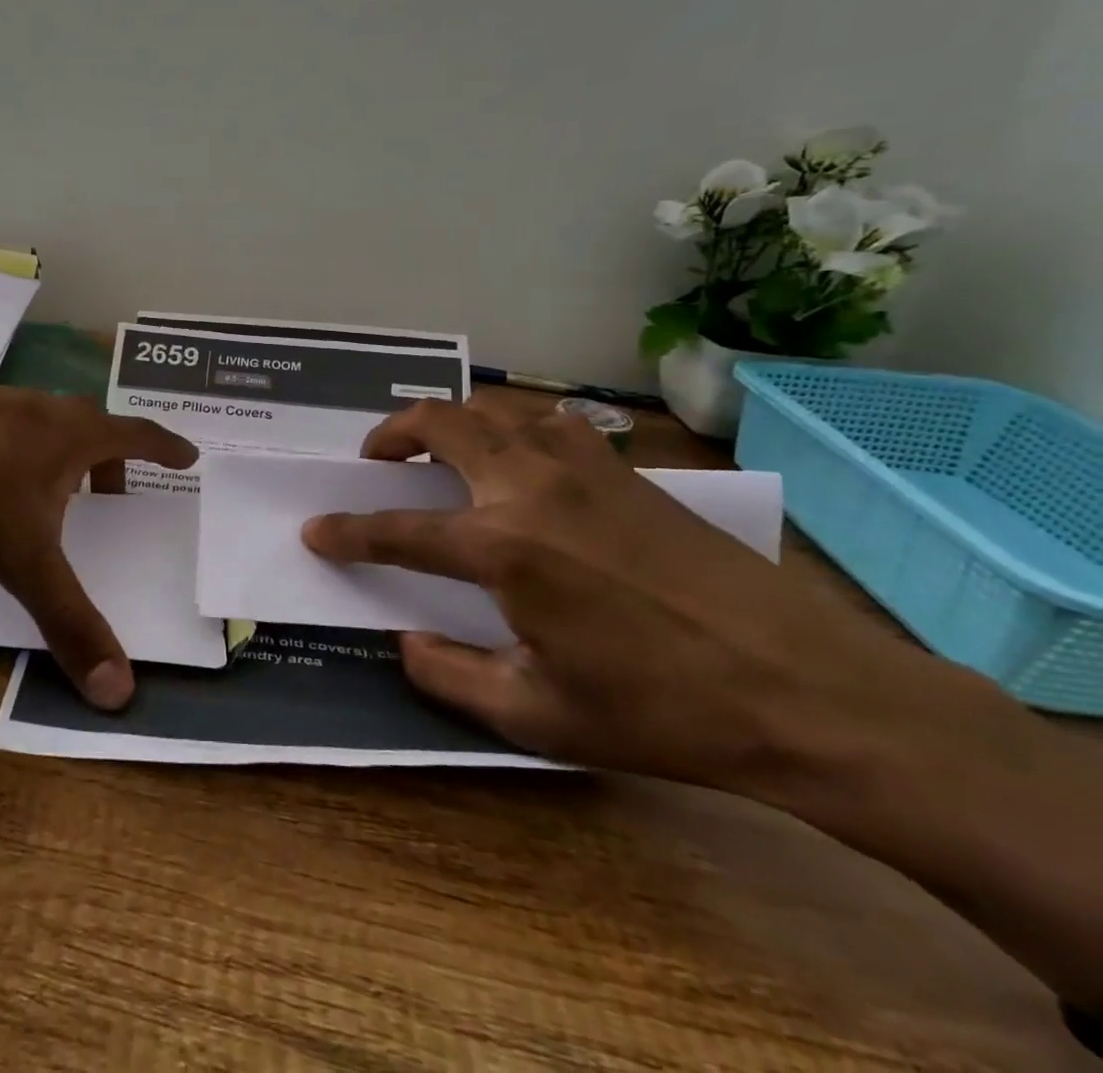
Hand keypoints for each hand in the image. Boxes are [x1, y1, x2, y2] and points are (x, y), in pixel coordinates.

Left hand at [0, 365, 196, 709]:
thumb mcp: (23, 557)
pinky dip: (16, 449)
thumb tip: (119, 692)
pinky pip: (4, 426)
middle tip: (116, 490)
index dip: (166, 448)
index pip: (137, 436)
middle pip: (92, 426)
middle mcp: (43, 409)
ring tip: (52, 490)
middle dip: (111, 459)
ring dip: (61, 453)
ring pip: (46, 423)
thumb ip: (68, 620)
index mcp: (74, 435)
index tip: (188, 456)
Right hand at [301, 399, 992, 794]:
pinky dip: (511, 425)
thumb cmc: (662, 711)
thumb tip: (403, 642)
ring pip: (493, 406)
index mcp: (501, 547)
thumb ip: (450, 675)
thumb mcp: (538, 715)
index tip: (316, 531)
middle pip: (439, 424)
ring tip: (438, 451)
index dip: (347, 531)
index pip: (397, 528)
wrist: (806, 690)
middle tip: (374, 461)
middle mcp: (530, 487)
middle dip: (390, 434)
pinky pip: (548, 421)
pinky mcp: (625, 468)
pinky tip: (519, 459)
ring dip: (450, 420)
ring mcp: (581, 467)